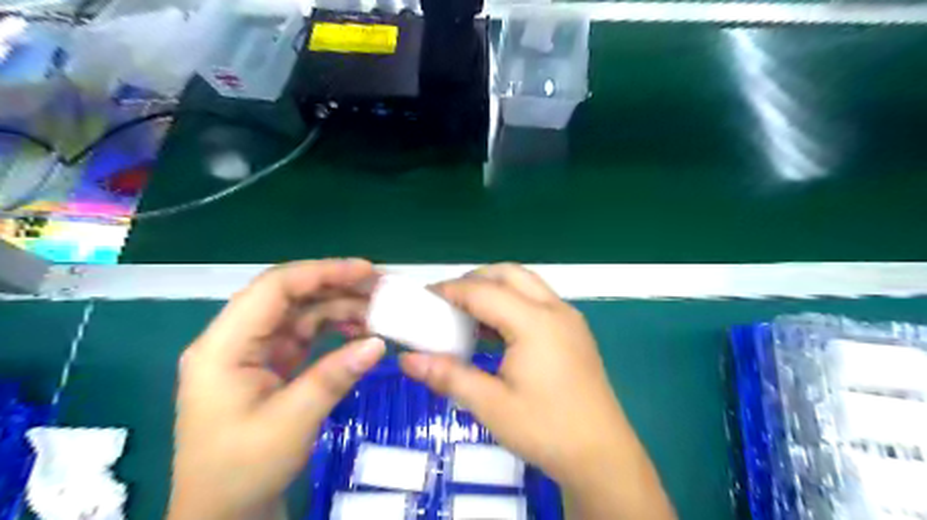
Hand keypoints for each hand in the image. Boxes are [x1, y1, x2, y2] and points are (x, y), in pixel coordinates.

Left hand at [170, 260, 385, 519]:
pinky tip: (360, 331)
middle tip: (380, 287)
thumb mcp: (291, 422)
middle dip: (335, 286)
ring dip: (338, 307)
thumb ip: (334, 376)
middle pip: (289, 296)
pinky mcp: (270, 363)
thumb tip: (379, 342)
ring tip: (377, 310)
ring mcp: (254, 350)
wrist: (224, 514)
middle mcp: (235, 339)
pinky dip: (334, 328)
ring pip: (300, 312)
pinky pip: (305, 334)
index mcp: (223, 346)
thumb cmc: (243, 470)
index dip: (321, 272)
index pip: (273, 289)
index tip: (365, 271)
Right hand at [399, 266, 673, 517]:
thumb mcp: (491, 406)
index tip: (424, 297)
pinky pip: (538, 300)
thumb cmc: (546, 430)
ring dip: (495, 288)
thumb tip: (406, 359)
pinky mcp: (574, 331)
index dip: (450, 290)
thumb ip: (448, 376)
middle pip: (508, 274)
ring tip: (467, 312)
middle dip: (474, 280)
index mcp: (534, 323)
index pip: (483, 292)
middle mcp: (555, 310)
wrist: (602, 456)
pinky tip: (496, 330)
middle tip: (447, 301)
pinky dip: (512, 302)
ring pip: (526, 283)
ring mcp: (569, 318)